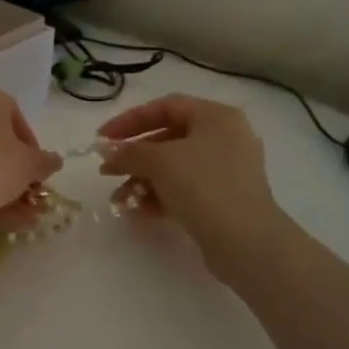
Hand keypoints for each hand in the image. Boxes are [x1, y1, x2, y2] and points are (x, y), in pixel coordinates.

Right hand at [96, 94, 278, 278]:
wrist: (246, 241)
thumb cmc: (204, 186)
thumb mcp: (160, 161)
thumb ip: (129, 152)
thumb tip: (109, 153)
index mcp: (216, 117)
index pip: (165, 107)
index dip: (129, 120)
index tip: (102, 139)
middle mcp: (225, 138)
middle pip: (168, 138)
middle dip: (134, 157)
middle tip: (107, 172)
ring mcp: (226, 170)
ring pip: (174, 168)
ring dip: (142, 180)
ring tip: (120, 199)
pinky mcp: (224, 199)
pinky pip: (184, 189)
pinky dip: (160, 196)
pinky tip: (140, 211)